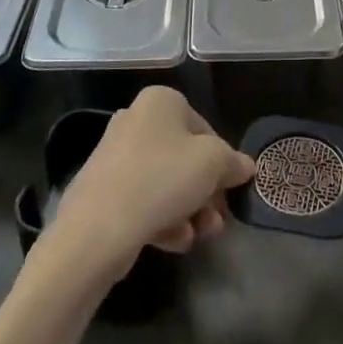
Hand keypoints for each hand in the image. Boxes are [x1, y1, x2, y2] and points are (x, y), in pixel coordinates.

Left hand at [49, 87, 254, 281]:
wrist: (97, 228)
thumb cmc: (163, 179)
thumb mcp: (213, 164)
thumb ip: (233, 162)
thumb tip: (245, 166)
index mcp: (161, 101)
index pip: (205, 128)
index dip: (223, 161)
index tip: (231, 189)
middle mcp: (136, 120)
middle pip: (184, 157)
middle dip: (206, 192)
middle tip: (218, 219)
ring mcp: (116, 156)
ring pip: (165, 182)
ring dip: (189, 210)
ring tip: (200, 236)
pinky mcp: (103, 190)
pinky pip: (143, 200)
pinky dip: (163, 219)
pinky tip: (175, 242)